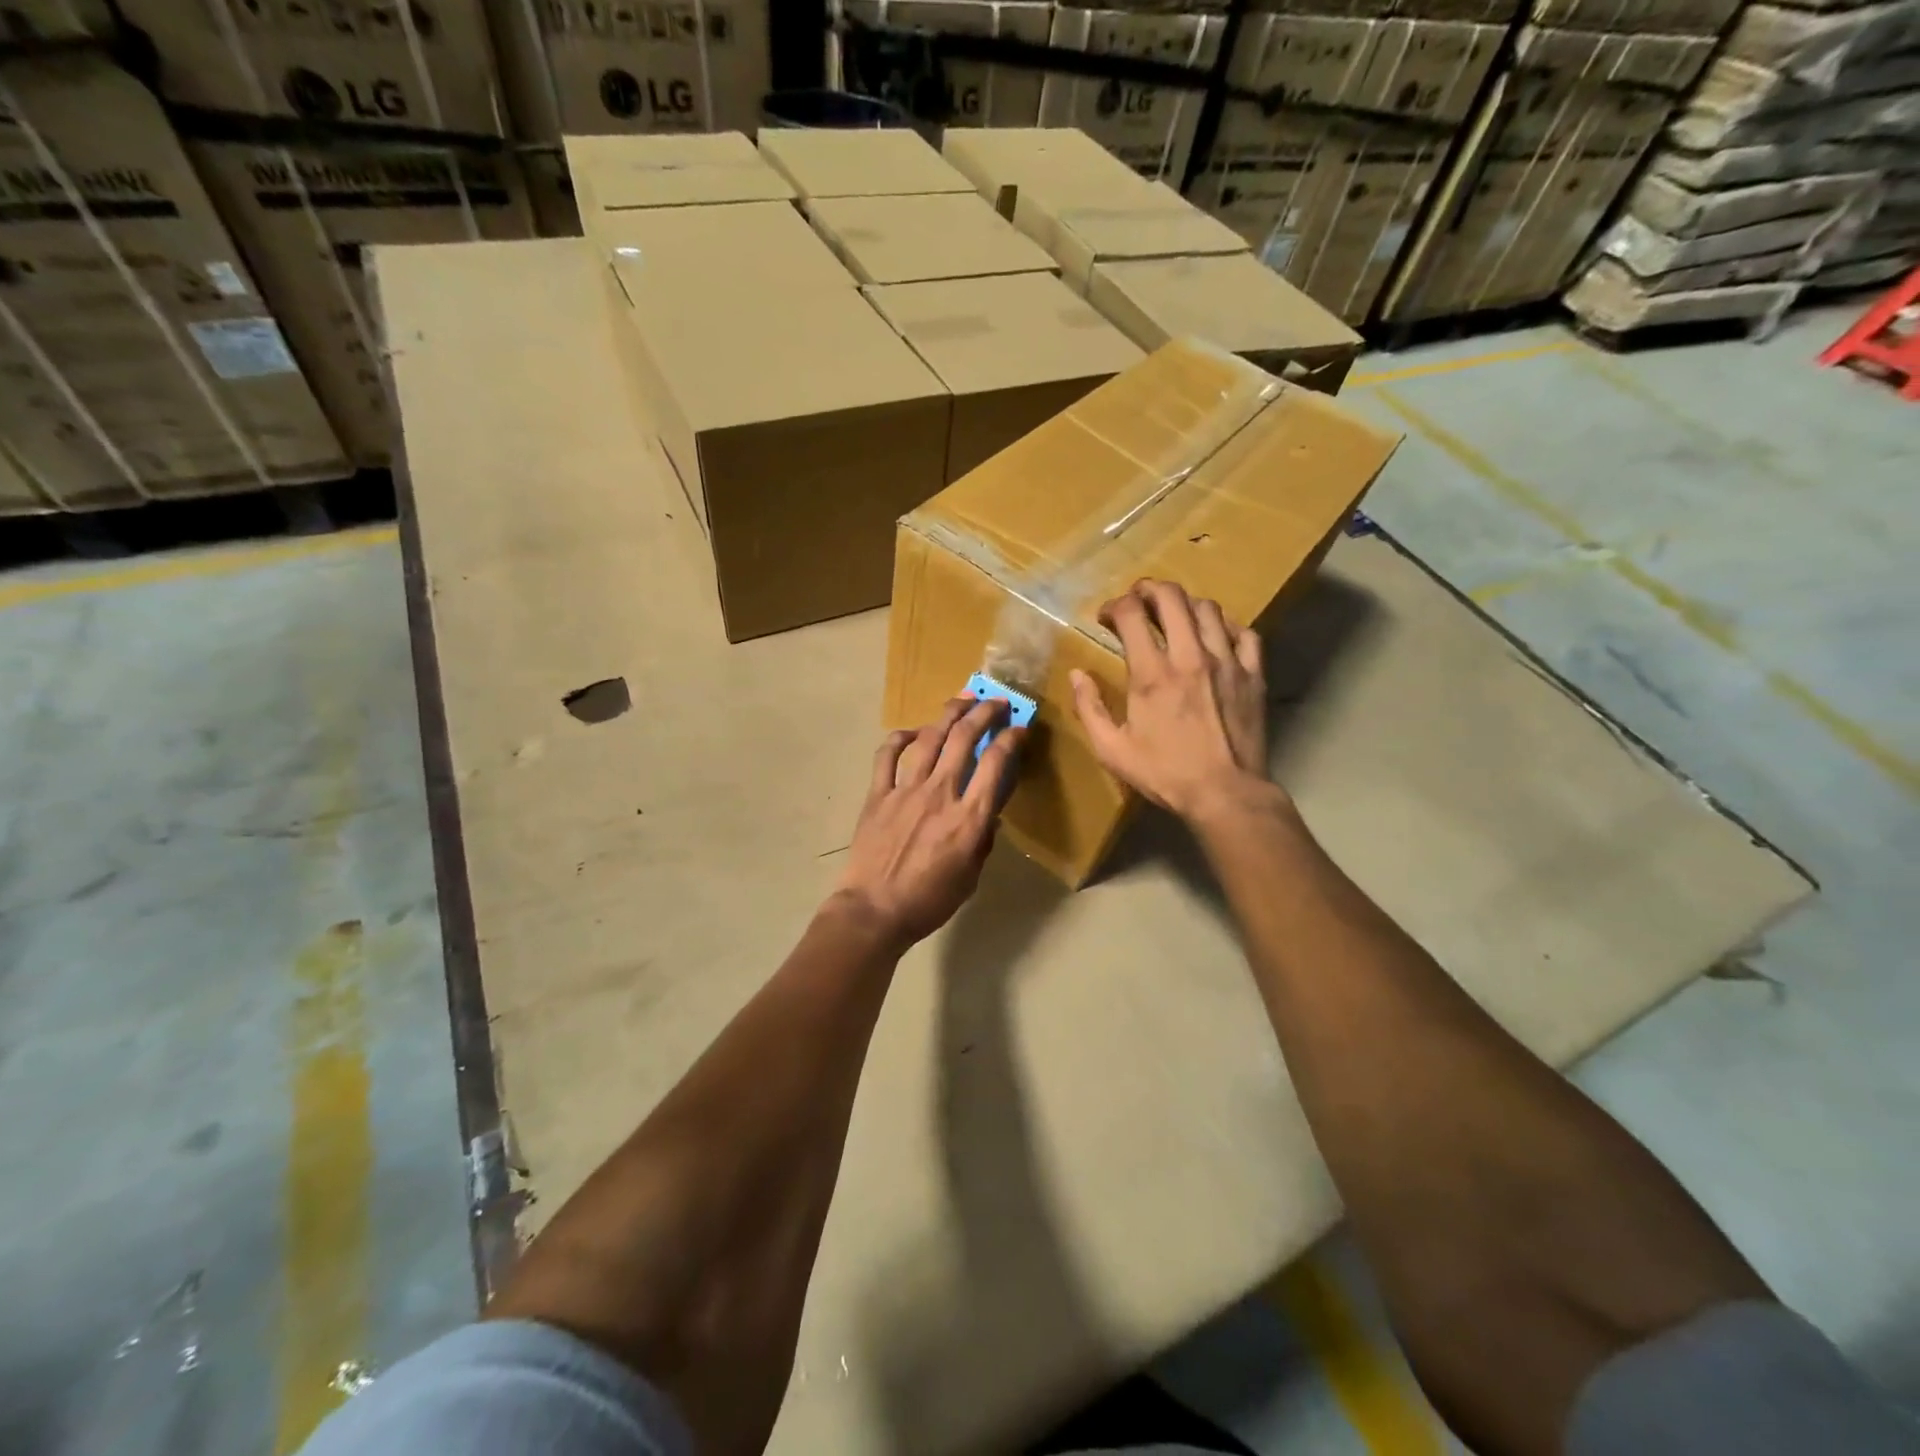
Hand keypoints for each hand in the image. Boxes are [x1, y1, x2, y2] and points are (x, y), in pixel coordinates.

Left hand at [836, 698, 1025, 948]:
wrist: (875, 910)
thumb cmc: (929, 901)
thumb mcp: (971, 876)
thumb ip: (982, 840)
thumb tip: (986, 814)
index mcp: (969, 817)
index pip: (996, 764)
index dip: (1011, 739)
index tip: (1019, 728)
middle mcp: (940, 793)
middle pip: (965, 738)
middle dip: (984, 712)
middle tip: (995, 701)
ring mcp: (906, 789)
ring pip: (930, 738)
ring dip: (949, 713)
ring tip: (962, 699)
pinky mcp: (878, 794)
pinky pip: (888, 755)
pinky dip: (901, 737)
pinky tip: (913, 732)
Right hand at [1070, 579, 1276, 823]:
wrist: (1225, 794)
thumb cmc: (1164, 774)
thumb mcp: (1112, 749)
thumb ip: (1089, 708)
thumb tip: (1076, 674)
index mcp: (1152, 674)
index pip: (1132, 614)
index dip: (1115, 606)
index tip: (1107, 617)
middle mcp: (1190, 657)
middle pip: (1172, 597)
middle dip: (1149, 589)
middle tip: (1138, 600)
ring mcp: (1227, 662)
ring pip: (1208, 609)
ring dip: (1185, 605)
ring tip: (1174, 616)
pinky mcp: (1253, 675)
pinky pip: (1244, 633)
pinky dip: (1226, 626)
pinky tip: (1215, 635)